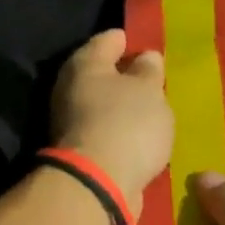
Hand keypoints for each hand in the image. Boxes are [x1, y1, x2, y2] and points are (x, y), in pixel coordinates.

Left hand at [50, 29, 173, 214]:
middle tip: (153, 76)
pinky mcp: (82, 152)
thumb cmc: (126, 124)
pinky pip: (107, 130)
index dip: (127, 38)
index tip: (145, 41)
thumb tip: (145, 57)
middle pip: (101, 73)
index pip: (107, 40)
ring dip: (123, 105)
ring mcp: (73, 122)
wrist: (99, 185)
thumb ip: (149, 71)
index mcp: (85, 64)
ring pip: (103, 104)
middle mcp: (71, 88)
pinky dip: (122, 130)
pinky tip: (142, 135)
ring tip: (152, 107)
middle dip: (125, 74)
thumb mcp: (149, 90)